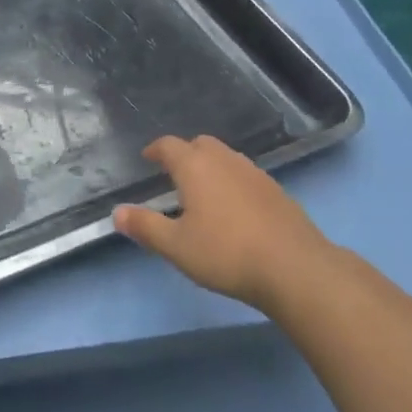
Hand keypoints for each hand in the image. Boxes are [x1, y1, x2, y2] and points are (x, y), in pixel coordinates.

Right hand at [113, 135, 331, 313]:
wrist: (294, 267)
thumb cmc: (226, 253)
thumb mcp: (177, 246)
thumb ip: (145, 227)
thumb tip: (117, 212)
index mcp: (195, 166)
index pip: (169, 145)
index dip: (156, 149)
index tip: (147, 158)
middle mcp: (224, 160)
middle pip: (200, 144)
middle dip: (184, 153)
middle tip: (174, 174)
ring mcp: (254, 173)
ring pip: (225, 158)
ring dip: (210, 167)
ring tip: (203, 191)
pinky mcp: (276, 190)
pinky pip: (245, 175)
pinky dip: (232, 182)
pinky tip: (234, 209)